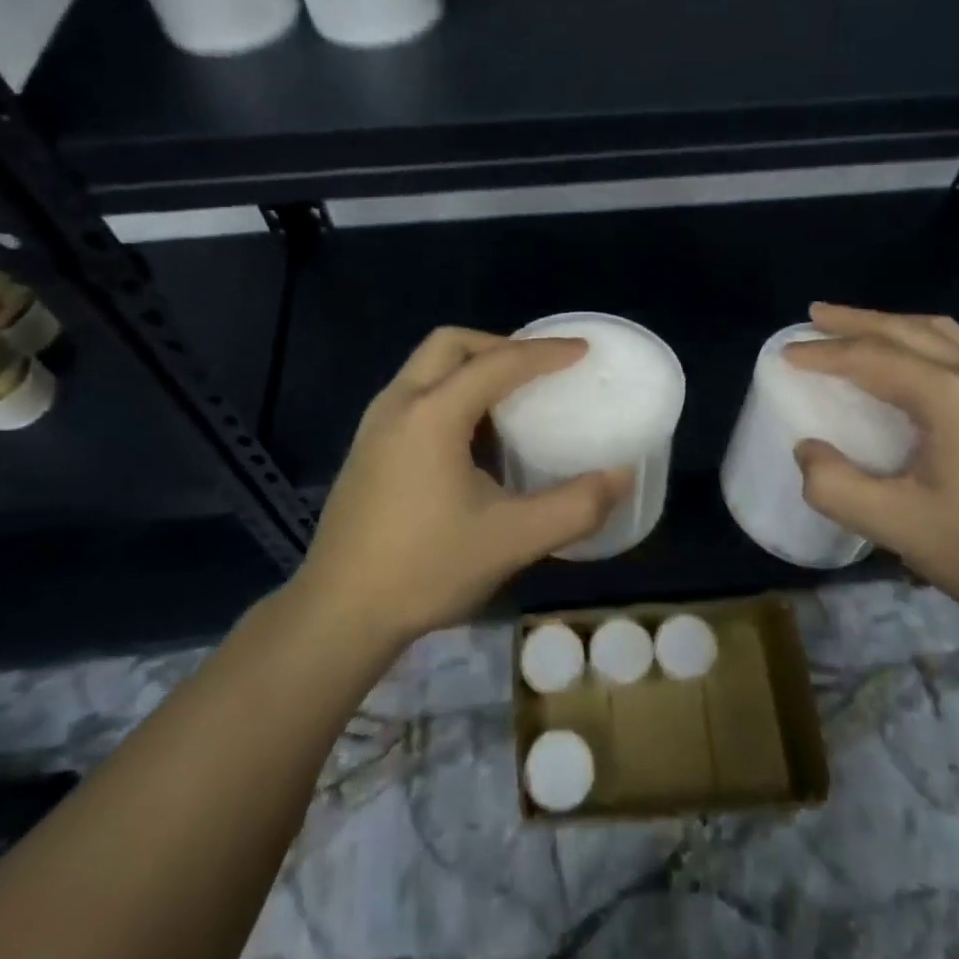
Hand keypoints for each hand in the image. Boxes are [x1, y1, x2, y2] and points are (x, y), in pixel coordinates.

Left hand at [294, 328, 626, 644]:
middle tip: (537, 369)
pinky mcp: (367, 448)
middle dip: (498, 345)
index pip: (497, 363)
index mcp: (433, 413)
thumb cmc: (425, 569)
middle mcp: (399, 403)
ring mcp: (376, 424)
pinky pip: (415, 393)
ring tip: (510, 397)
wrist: (337, 615)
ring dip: (471, 366)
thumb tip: (621, 477)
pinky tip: (472, 436)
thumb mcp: (511, 540)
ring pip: (427, 366)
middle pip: (451, 344)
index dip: (544, 353)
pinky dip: (450, 390)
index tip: (582, 351)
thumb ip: (574, 507)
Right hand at [783, 304, 958, 624]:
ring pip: (939, 333)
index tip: (786, 353)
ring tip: (855, 327)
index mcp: (951, 394)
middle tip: (813, 316)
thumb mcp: (900, 527)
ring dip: (891, 325)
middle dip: (855, 321)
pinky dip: (921, 339)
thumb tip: (806, 450)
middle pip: (906, 330)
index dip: (824, 353)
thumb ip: (837, 487)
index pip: (873, 358)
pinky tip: (912, 360)